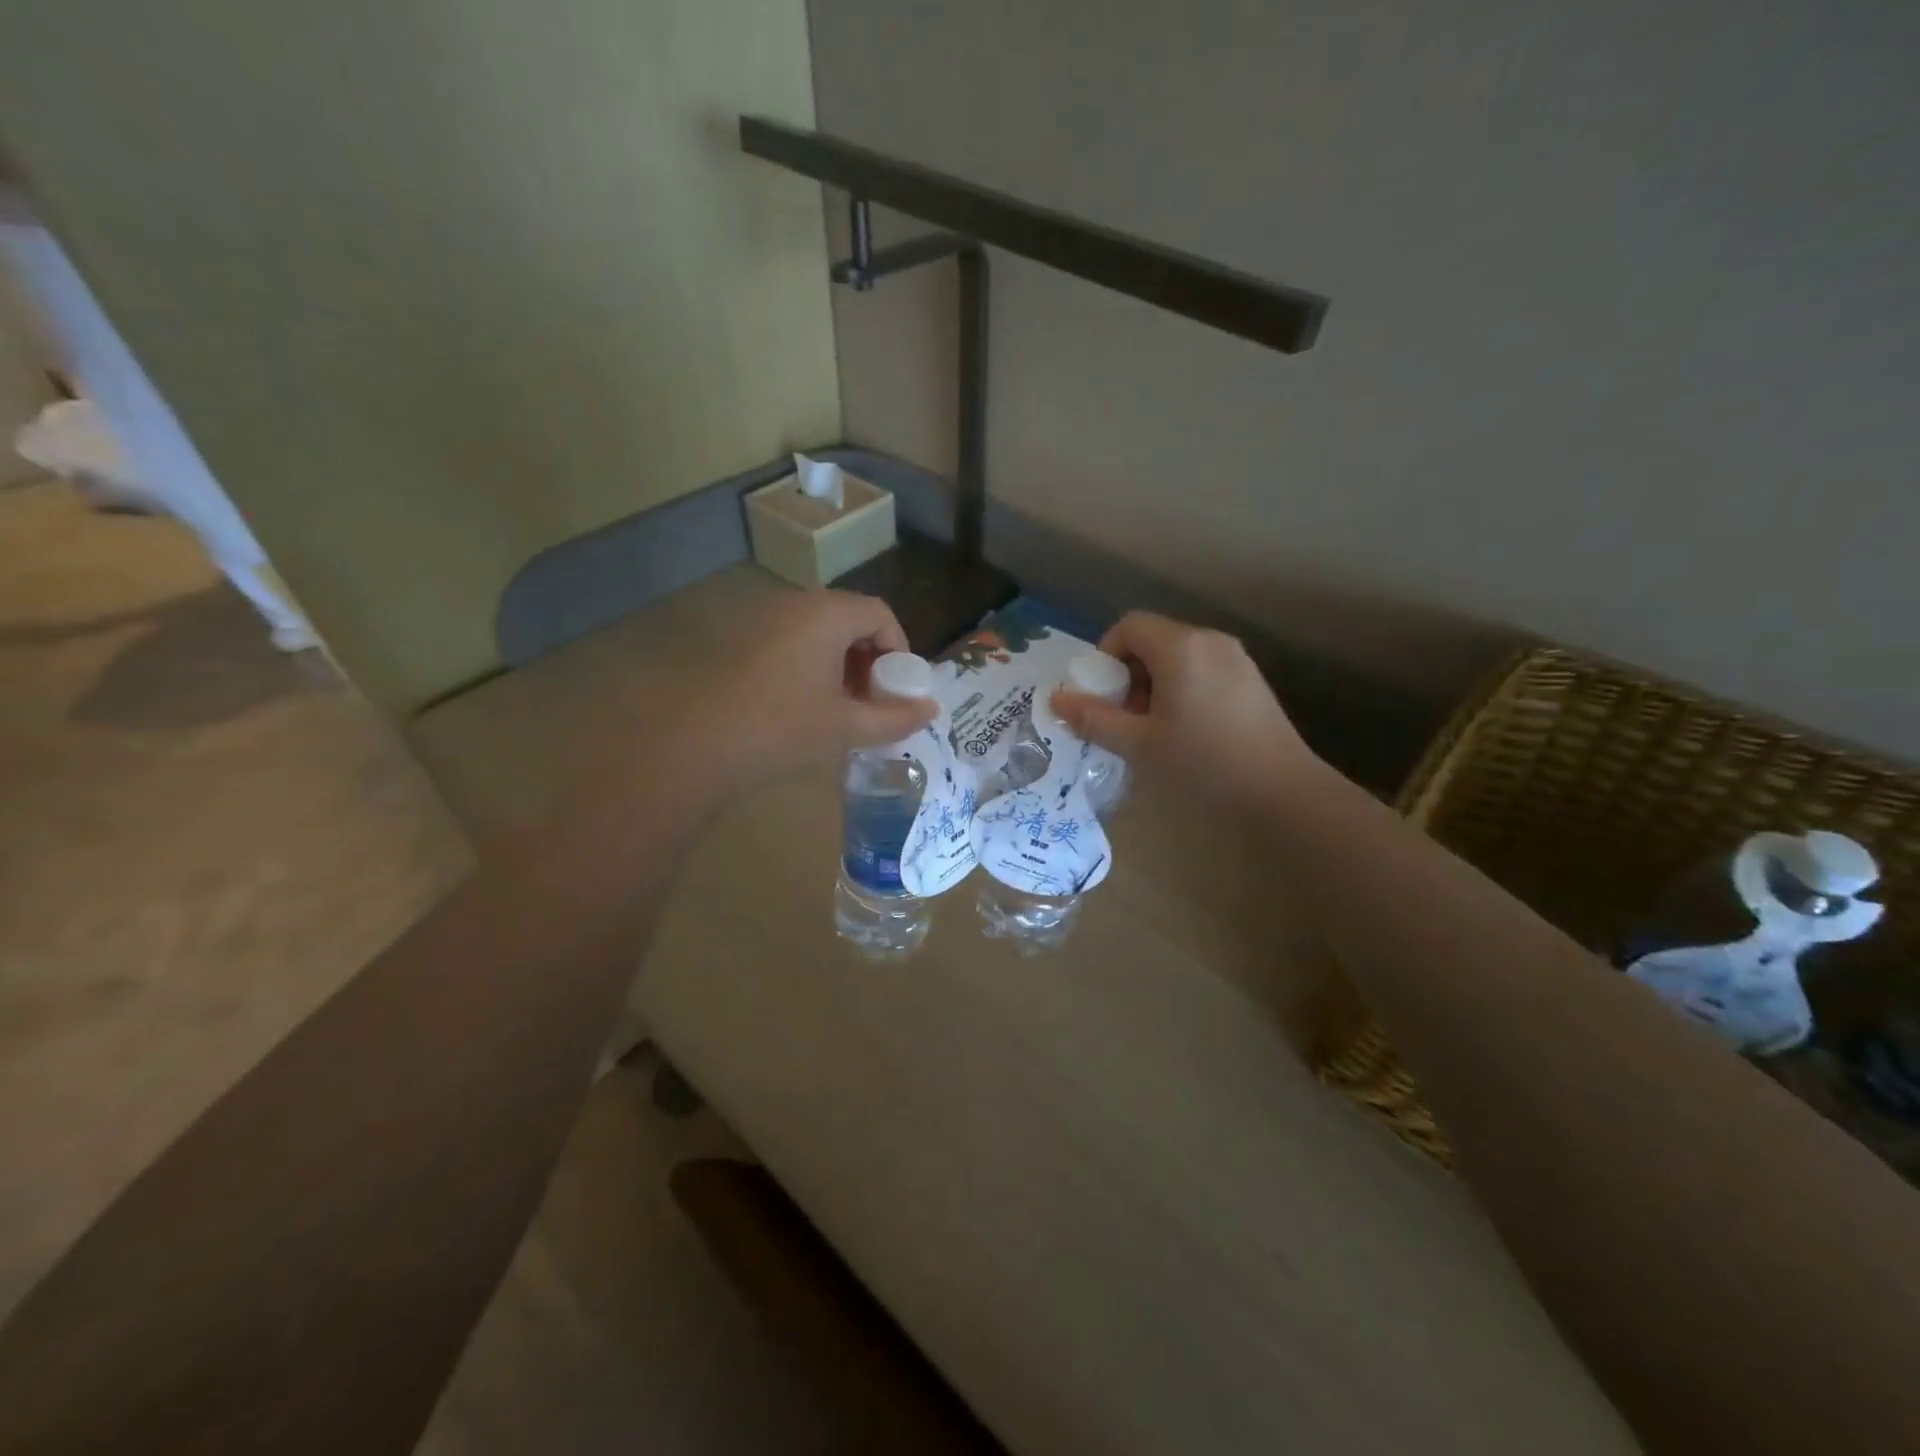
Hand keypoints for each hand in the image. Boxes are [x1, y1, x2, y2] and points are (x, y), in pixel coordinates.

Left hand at [678, 590, 936, 794]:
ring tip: (845, 707)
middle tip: (875, 700)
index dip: (899, 648)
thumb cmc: (784, 728)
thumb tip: (931, 710)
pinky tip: (809, 706)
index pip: (879, 613)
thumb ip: (895, 717)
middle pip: (850, 619)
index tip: (900, 687)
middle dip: (871, 658)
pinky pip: (794, 642)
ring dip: (843, 664)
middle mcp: (796, 605)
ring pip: (821, 632)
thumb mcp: (847, 726)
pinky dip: (814, 666)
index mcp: (827, 614)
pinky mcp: (744, 642)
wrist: (701, 744)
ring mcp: (765, 621)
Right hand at [1051, 611, 1323, 805]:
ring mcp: (1236, 659)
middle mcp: (1209, 641)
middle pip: (1153, 640)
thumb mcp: (1138, 744)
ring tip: (1153, 730)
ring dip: (1153, 684)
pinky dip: (1181, 690)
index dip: (1105, 655)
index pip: (1129, 626)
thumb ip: (1093, 718)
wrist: (1282, 792)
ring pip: (1178, 657)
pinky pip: (1202, 670)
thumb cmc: (1202, 763)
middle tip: (1124, 719)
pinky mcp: (1251, 681)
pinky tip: (1186, 732)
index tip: (1102, 696)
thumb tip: (1055, 699)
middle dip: (1128, 674)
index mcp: (1180, 647)